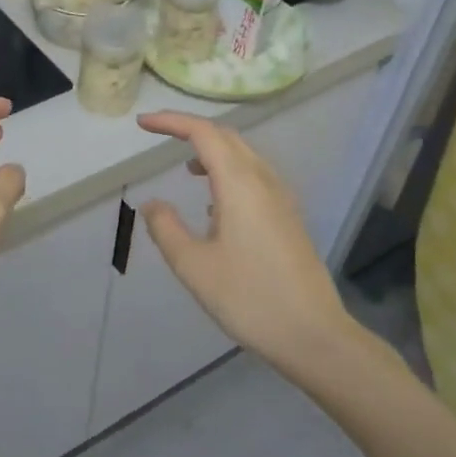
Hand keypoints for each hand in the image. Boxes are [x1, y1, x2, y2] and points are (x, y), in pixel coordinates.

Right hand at [134, 111, 354, 366]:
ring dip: (213, 152)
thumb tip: (152, 204)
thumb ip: (166, 228)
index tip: (142, 124)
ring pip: (245, 157)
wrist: (313, 334)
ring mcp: (282, 200)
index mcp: (240, 184)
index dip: (171, 122)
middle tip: (160, 137)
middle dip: (192, 131)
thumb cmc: (248, 298)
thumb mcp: (193, 266)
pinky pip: (256, 178)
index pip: (204, 134)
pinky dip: (230, 174)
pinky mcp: (289, 218)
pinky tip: (216, 206)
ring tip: (186, 170)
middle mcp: (264, 182)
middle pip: (228, 138)